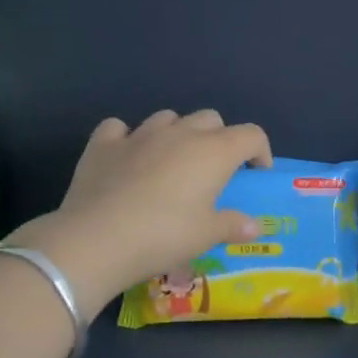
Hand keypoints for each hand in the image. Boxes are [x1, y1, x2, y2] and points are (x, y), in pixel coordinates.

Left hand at [7, 109, 269, 313]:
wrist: (97, 239)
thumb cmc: (165, 235)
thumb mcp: (207, 236)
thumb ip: (233, 225)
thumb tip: (255, 227)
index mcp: (214, 152)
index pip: (251, 134)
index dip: (260, 151)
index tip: (256, 173)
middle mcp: (180, 134)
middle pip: (211, 119)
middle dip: (220, 138)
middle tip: (215, 170)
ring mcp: (139, 135)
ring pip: (168, 118)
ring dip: (178, 133)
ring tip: (173, 162)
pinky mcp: (103, 144)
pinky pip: (120, 128)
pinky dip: (129, 138)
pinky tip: (128, 157)